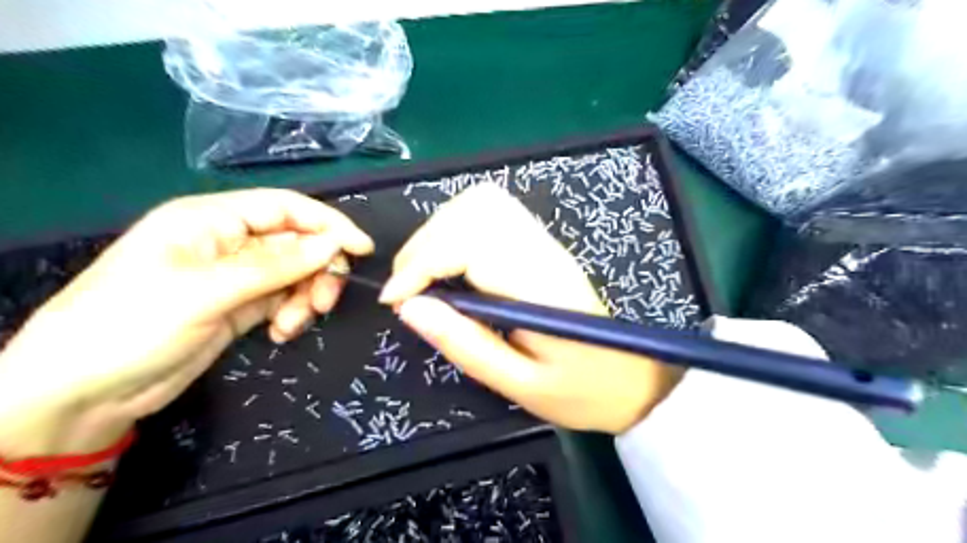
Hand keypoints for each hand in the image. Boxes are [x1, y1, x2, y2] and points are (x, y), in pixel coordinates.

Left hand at [0, 189, 373, 455]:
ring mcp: (236, 277)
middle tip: (325, 302)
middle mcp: (229, 242)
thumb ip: (277, 265)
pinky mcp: (241, 307)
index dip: (328, 224)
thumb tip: (335, 244)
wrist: (81, 393)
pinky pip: (284, 300)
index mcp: (212, 220)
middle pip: (297, 244)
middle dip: (318, 271)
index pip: (285, 208)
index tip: (362, 249)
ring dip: (305, 297)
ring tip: (292, 325)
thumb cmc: (131, 324)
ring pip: (296, 275)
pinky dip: (292, 315)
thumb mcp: (207, 290)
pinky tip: (280, 334)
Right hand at [382, 185, 682, 434]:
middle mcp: (541, 250)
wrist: (629, 377)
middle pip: (472, 210)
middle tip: (407, 291)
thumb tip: (409, 307)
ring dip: (438, 232)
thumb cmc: (579, 389)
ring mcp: (544, 241)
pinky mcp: (539, 243)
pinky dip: (456, 229)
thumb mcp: (519, 384)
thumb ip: (465, 344)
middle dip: (424, 245)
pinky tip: (450, 264)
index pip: (470, 243)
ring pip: (480, 202)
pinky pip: (491, 212)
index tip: (396, 300)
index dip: (422, 264)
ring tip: (424, 276)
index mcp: (540, 286)